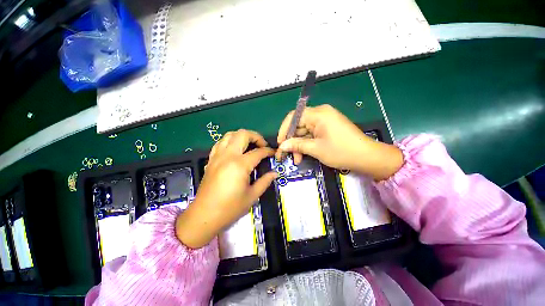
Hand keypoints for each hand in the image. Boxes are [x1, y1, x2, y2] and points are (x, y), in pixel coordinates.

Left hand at [176, 129, 276, 248]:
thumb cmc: (230, 208)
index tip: (273, 153)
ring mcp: (217, 156)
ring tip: (249, 145)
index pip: (258, 152)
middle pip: (243, 134)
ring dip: (242, 136)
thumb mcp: (252, 196)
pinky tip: (235, 150)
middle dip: (256, 136)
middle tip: (262, 145)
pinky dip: (230, 141)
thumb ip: (265, 181)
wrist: (204, 216)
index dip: (268, 151)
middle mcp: (228, 155)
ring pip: (230, 135)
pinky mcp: (211, 160)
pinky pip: (220, 143)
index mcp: (240, 165)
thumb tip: (274, 173)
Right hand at [276, 104, 403, 180]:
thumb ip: (297, 145)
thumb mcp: (316, 149)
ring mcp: (325, 120)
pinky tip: (303, 154)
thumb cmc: (341, 151)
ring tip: (296, 159)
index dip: (284, 130)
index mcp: (318, 114)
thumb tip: (281, 146)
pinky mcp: (327, 128)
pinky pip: (312, 134)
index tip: (280, 143)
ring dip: (299, 144)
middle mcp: (321, 113)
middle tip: (286, 155)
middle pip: (298, 124)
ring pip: (304, 131)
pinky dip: (307, 144)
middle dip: (291, 140)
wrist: (367, 157)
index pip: (294, 116)